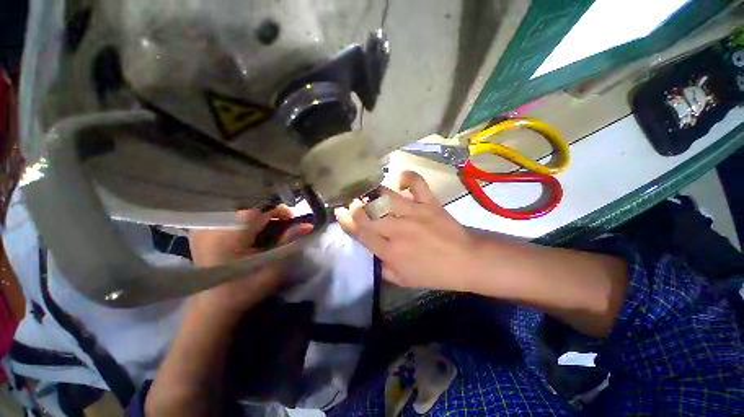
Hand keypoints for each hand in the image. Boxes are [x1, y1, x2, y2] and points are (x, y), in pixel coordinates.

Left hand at [188, 207, 312, 318]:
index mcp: (232, 230)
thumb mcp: (273, 266)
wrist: (212, 307)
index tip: (290, 220)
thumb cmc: (245, 288)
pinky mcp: (199, 230)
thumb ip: (289, 241)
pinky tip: (248, 233)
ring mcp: (203, 225)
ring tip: (265, 230)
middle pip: (250, 205)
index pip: (261, 207)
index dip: (279, 211)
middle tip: (280, 226)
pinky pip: (226, 215)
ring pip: (239, 208)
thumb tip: (308, 225)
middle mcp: (214, 222)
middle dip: (269, 213)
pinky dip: (242, 220)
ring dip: (256, 216)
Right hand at [335, 171, 477, 291]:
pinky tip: (400, 180)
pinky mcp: (428, 202)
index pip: (361, 234)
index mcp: (390, 252)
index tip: (339, 212)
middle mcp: (398, 230)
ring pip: (385, 197)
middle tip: (352, 203)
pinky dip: (407, 177)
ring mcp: (414, 213)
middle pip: (368, 214)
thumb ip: (384, 268)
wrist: (466, 260)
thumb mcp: (405, 280)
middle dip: (355, 207)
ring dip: (372, 194)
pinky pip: (416, 183)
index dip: (347, 222)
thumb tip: (374, 252)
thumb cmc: (435, 274)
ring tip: (368, 192)